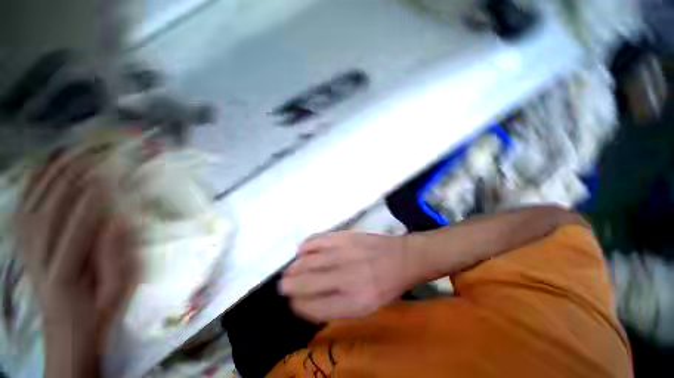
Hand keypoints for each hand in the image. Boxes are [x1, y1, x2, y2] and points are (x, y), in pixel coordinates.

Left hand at [18, 152, 138, 375]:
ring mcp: (27, 251)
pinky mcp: (23, 246)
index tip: (112, 171)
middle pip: (50, 210)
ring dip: (52, 175)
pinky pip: (23, 209)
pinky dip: (32, 186)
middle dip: (72, 177)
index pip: (78, 226)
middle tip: (95, 152)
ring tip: (72, 151)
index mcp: (67, 274)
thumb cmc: (102, 308)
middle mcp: (40, 259)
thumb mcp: (121, 288)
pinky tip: (44, 168)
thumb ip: (119, 255)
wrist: (70, 329)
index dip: (94, 196)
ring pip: (33, 204)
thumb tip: (120, 218)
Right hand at [280, 232, 413, 322]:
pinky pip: (316, 240)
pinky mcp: (344, 236)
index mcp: (354, 302)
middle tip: (284, 285)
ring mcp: (344, 253)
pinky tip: (303, 252)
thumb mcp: (366, 308)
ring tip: (290, 271)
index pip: (313, 307)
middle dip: (289, 285)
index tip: (293, 302)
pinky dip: (305, 247)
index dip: (298, 305)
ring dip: (294, 267)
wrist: (401, 258)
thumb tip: (307, 302)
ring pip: (307, 261)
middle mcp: (346, 278)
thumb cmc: (386, 286)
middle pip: (306, 283)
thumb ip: (337, 307)